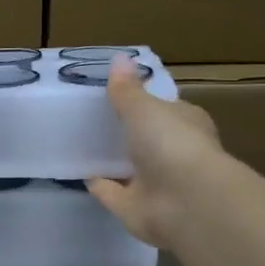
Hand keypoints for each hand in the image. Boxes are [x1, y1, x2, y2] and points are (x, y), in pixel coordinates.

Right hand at [87, 56, 223, 248]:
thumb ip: (127, 89)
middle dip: (125, 133)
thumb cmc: (172, 144)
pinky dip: (98, 184)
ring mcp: (155, 183)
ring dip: (111, 161)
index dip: (145, 103)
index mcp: (185, 125)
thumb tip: (119, 57)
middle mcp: (173, 154)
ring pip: (128, 168)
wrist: (186, 203)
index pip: (166, 110)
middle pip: (146, 140)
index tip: (116, 95)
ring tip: (80, 144)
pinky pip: (111, 192)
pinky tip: (78, 173)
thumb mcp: (144, 108)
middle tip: (91, 119)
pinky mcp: (135, 207)